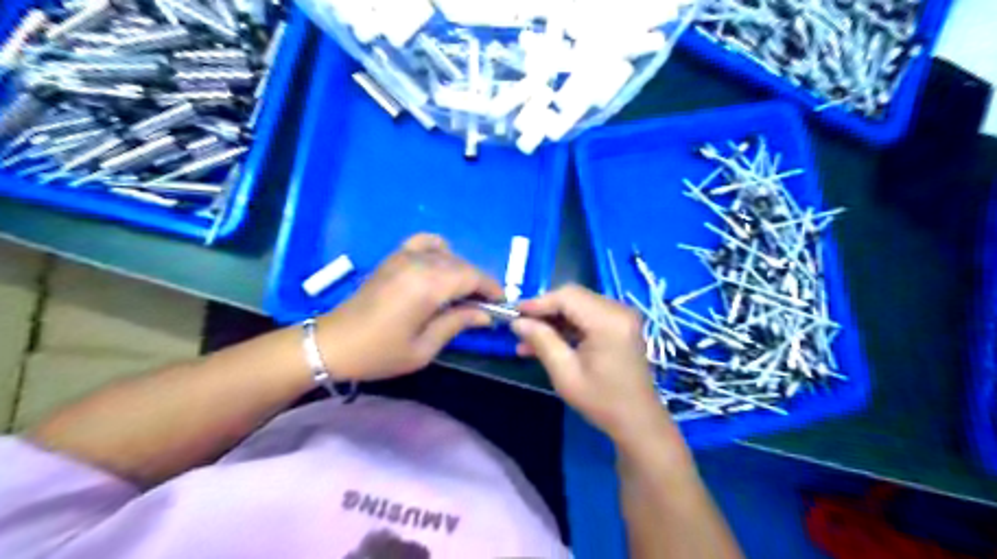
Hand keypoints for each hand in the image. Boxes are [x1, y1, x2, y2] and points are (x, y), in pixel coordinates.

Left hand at [315, 233, 501, 381]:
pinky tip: (440, 268)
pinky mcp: (394, 257)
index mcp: (428, 286)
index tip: (501, 305)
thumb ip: (457, 324)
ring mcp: (404, 256)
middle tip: (483, 307)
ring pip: (448, 255)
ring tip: (461, 293)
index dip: (491, 289)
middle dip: (478, 283)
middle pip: (462, 265)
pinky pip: (425, 242)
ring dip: (461, 271)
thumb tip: (485, 315)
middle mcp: (419, 263)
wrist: (333, 343)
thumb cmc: (380, 352)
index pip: (472, 277)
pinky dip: (440, 250)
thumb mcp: (424, 348)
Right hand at [515, 286, 677, 451]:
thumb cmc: (602, 401)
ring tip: (528, 340)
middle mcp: (619, 310)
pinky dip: (567, 326)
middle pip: (573, 297)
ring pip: (578, 305)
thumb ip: (542, 341)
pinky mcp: (620, 324)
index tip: (514, 314)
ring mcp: (621, 316)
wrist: (638, 421)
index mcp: (608, 321)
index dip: (538, 302)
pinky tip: (547, 342)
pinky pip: (588, 315)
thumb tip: (518, 321)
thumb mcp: (565, 374)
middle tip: (520, 327)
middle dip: (544, 311)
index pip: (567, 297)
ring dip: (553, 320)